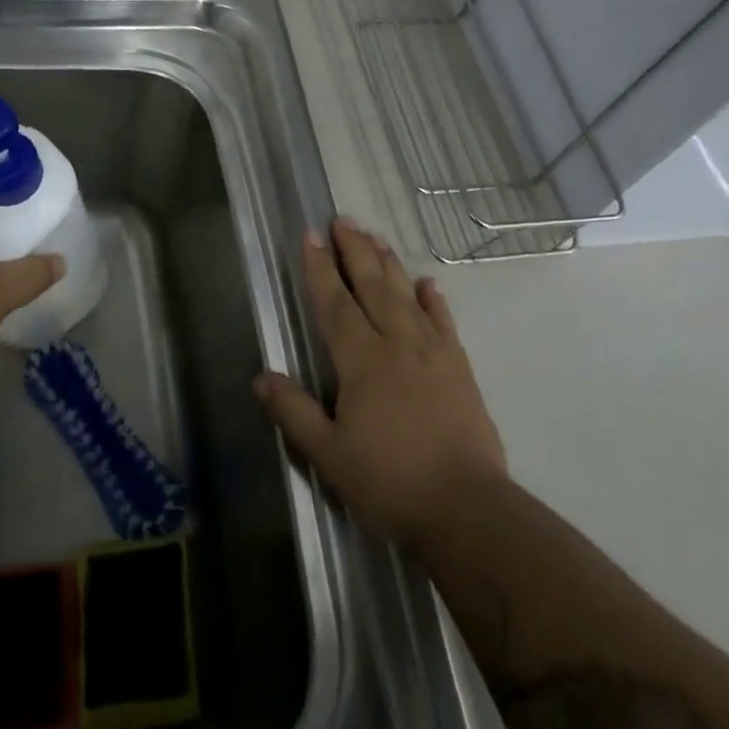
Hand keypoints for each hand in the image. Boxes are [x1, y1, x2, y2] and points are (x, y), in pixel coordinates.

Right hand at [254, 217, 506, 547]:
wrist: (466, 509)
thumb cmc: (389, 481)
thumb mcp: (328, 454)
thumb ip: (294, 412)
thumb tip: (261, 377)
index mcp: (362, 360)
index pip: (336, 303)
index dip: (320, 268)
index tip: (311, 236)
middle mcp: (398, 344)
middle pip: (373, 286)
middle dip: (355, 251)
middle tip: (343, 220)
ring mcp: (433, 353)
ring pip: (407, 296)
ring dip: (390, 264)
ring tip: (376, 237)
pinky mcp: (460, 369)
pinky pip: (444, 323)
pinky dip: (435, 300)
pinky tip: (429, 283)